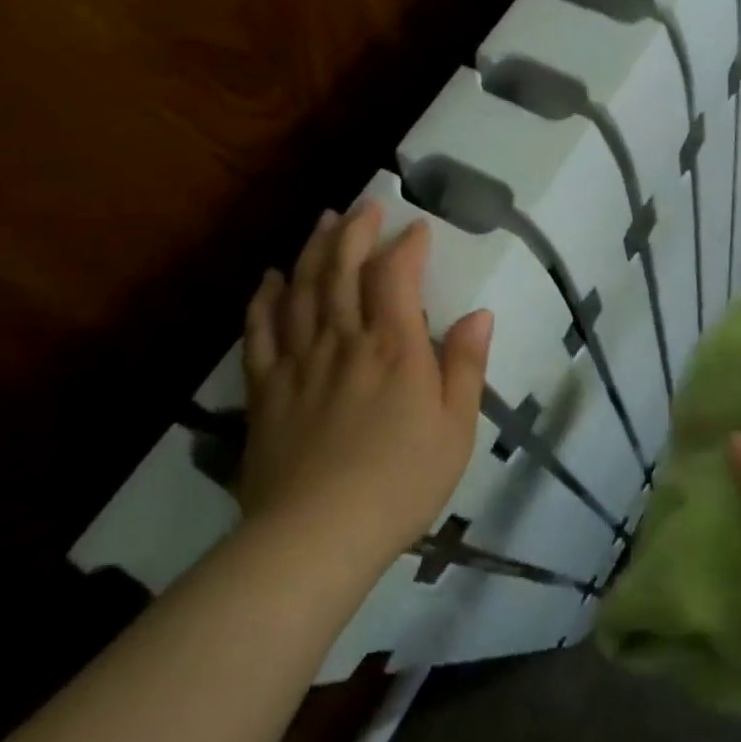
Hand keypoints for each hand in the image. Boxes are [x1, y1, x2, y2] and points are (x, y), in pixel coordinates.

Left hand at [239, 201, 492, 570]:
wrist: (316, 536)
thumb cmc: (401, 482)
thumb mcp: (456, 428)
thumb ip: (466, 366)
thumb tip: (479, 314)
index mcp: (394, 349)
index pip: (396, 277)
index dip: (406, 245)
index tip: (417, 227)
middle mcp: (344, 341)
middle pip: (342, 271)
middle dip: (354, 232)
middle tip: (363, 205)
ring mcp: (299, 363)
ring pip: (301, 291)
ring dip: (312, 251)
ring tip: (322, 223)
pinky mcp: (266, 390)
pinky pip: (261, 333)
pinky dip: (265, 300)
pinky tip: (270, 279)